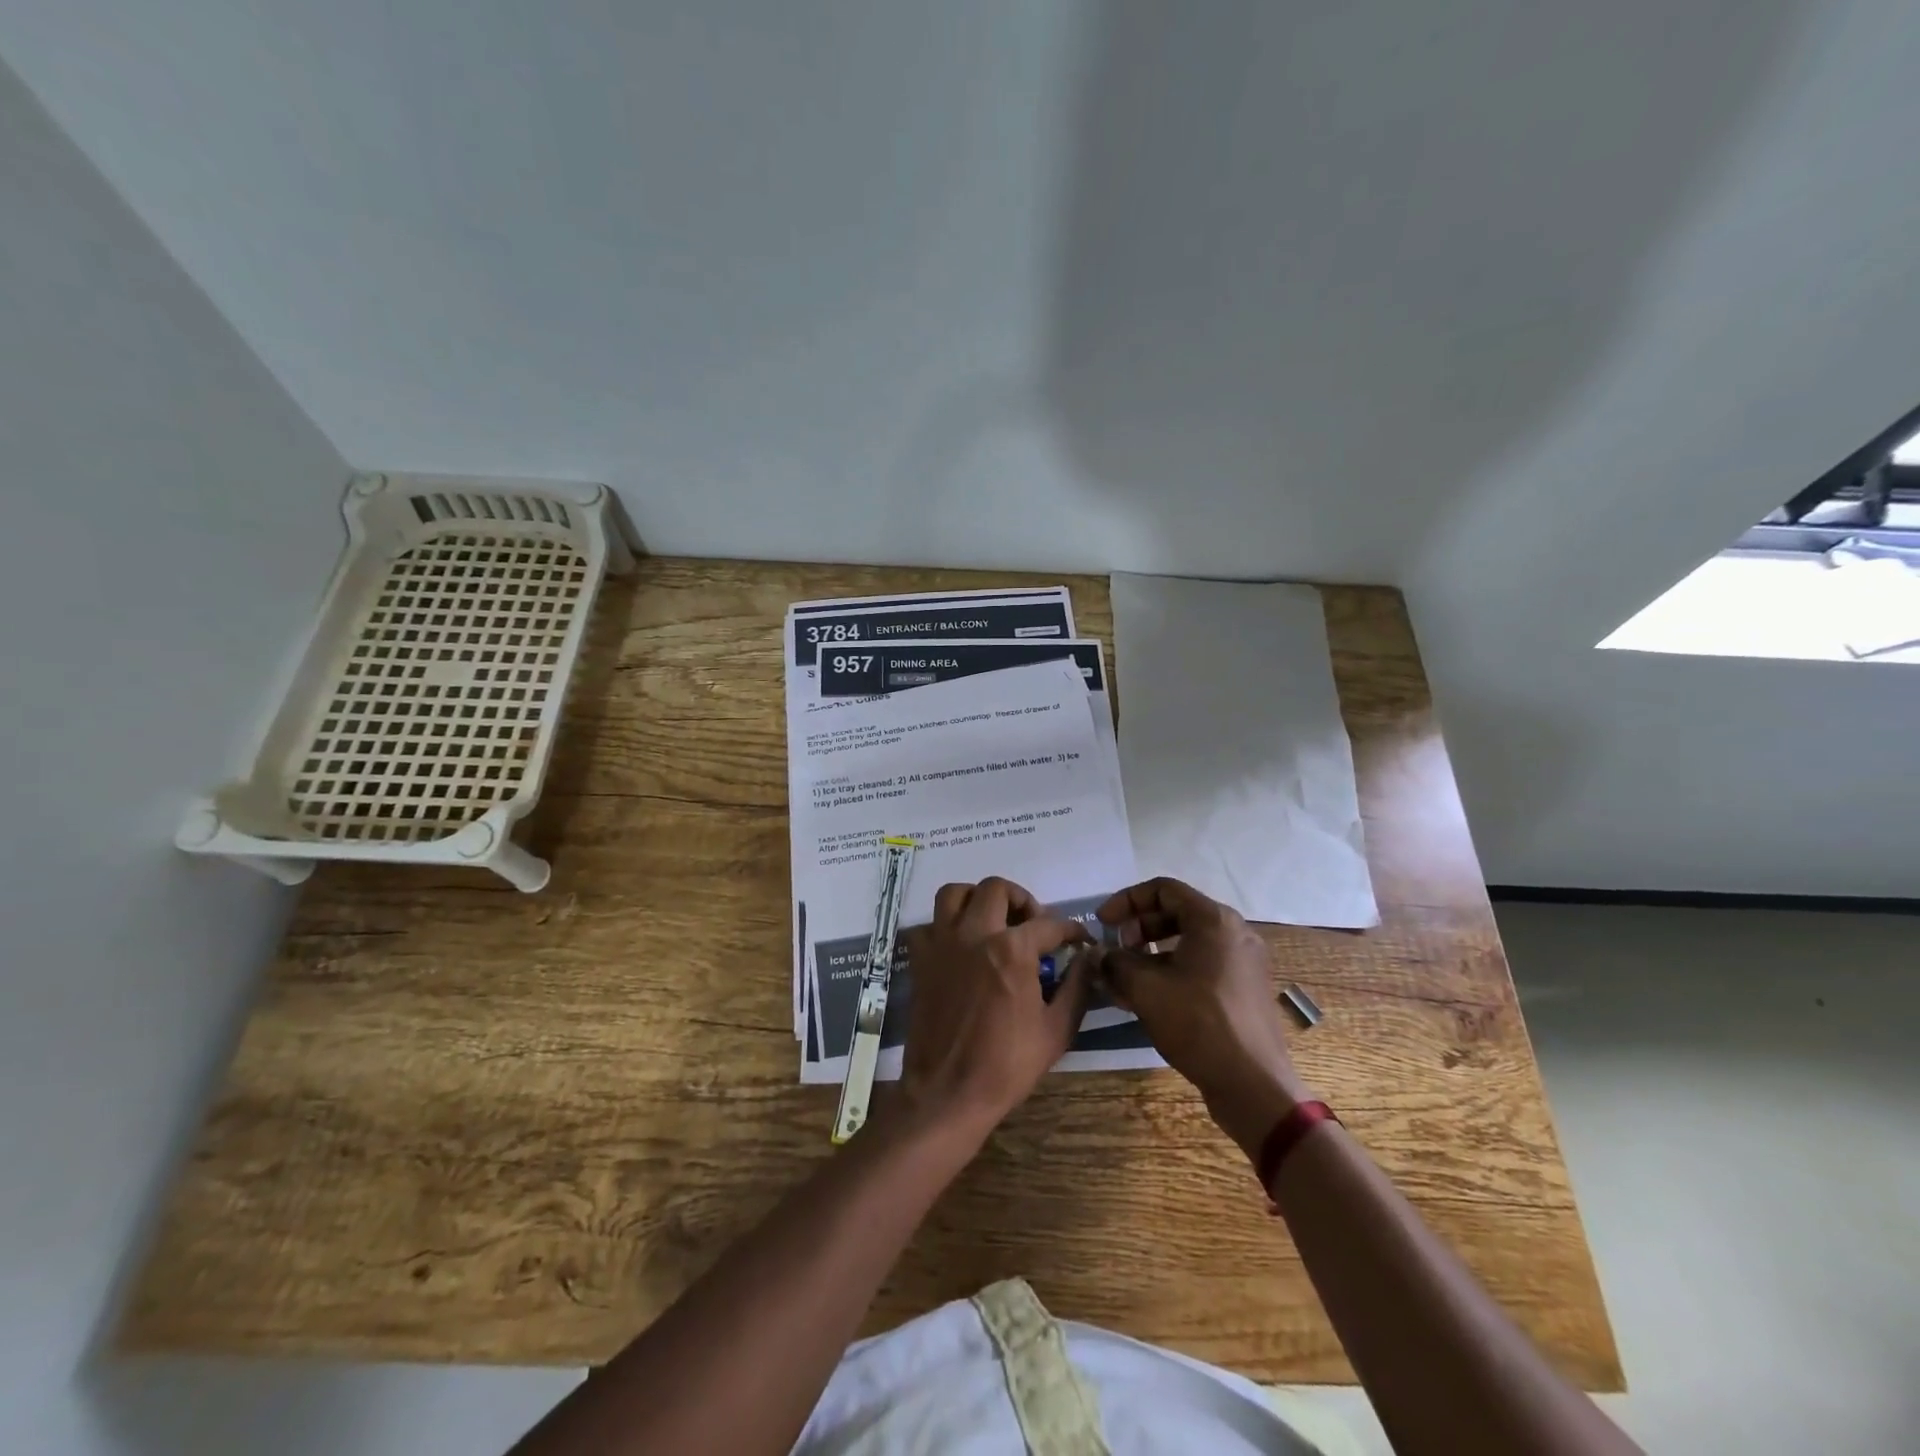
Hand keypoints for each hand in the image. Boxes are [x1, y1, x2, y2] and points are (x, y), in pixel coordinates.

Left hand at [893, 877, 1093, 1134]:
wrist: (947, 1093)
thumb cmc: (1007, 1066)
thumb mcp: (1057, 1031)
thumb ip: (1077, 987)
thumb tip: (1089, 958)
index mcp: (1012, 949)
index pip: (1049, 924)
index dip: (1070, 929)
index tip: (1078, 939)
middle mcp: (974, 934)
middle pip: (997, 889)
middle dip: (1022, 900)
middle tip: (1032, 925)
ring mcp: (942, 944)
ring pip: (955, 893)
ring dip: (977, 899)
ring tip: (993, 921)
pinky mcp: (920, 960)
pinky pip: (929, 925)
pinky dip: (945, 927)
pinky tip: (960, 947)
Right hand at [1097, 877, 1311, 1157]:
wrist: (1253, 1084)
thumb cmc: (1198, 1023)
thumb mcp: (1145, 988)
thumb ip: (1116, 962)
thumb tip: (1100, 954)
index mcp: (1214, 920)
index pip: (1163, 889)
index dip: (1126, 901)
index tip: (1103, 922)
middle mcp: (1234, 932)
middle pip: (1176, 913)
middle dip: (1138, 928)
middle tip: (1115, 950)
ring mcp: (1243, 962)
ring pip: (1188, 942)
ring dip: (1152, 953)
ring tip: (1125, 977)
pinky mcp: (1244, 989)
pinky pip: (1202, 965)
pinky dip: (1172, 971)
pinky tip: (1149, 997)